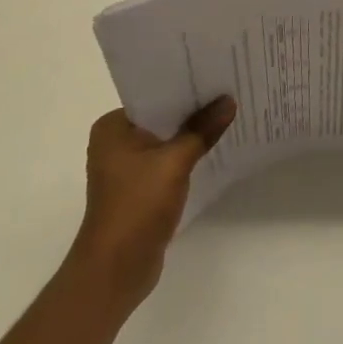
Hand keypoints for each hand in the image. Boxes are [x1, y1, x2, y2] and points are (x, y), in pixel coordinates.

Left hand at [70, 97, 235, 313]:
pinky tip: (214, 147)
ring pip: (166, 139)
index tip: (216, 74)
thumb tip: (228, 101)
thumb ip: (202, 130)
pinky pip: (168, 160)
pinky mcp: (139, 188)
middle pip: (162, 116)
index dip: (185, 85)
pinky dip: (187, 154)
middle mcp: (115, 142)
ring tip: (228, 114)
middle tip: (230, 90)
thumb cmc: (137, 207)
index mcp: (112, 127)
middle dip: (193, 109)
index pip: (153, 94)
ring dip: (192, 133)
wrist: (116, 270)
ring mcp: (127, 167)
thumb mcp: (174, 162)